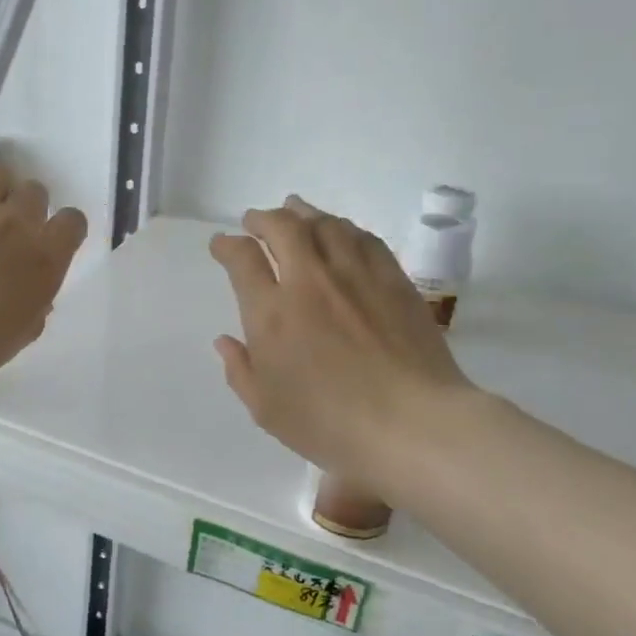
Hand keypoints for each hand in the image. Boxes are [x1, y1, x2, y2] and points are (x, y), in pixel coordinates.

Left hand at [0, 160, 86, 456]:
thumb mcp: (14, 340)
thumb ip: (35, 309)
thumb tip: (37, 293)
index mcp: (44, 263)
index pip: (72, 222)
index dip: (61, 229)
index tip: (47, 240)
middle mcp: (17, 225)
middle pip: (35, 192)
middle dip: (24, 209)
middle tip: (4, 231)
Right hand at [210, 196, 474, 500]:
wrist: (413, 424)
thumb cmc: (331, 424)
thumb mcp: (267, 409)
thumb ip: (240, 370)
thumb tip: (225, 340)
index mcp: (271, 313)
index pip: (242, 259)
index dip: (227, 245)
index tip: (221, 245)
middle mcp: (309, 282)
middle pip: (282, 228)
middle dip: (262, 219)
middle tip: (254, 221)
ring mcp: (355, 276)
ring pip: (324, 225)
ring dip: (303, 213)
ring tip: (294, 211)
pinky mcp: (393, 280)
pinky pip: (363, 238)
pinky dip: (343, 227)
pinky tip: (340, 231)